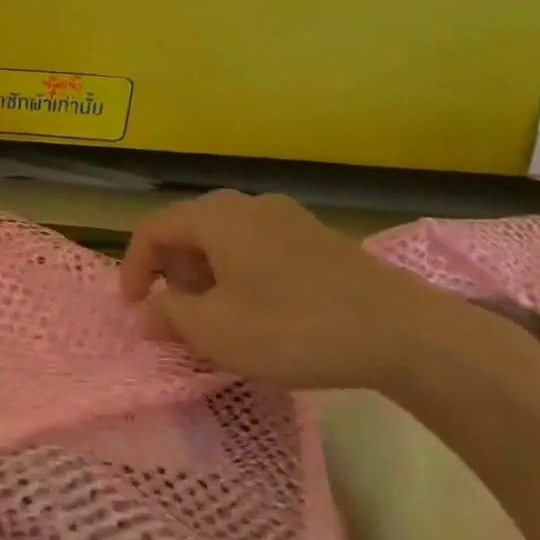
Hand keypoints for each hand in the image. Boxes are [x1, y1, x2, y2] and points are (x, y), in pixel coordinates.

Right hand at [119, 190, 497, 394]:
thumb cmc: (294, 327)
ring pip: (223, 239)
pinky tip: (258, 311)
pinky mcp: (317, 238)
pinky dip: (239, 274)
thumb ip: (167, 316)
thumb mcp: (215, 330)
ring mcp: (288, 218)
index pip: (152, 231)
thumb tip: (145, 313)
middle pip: (187, 230)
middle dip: (170, 273)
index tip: (134, 310)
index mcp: (215, 216)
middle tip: (176, 314)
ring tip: (216, 317)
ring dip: (205, 275)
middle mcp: (247, 205)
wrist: (408, 335)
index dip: (132, 269)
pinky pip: (256, 247)